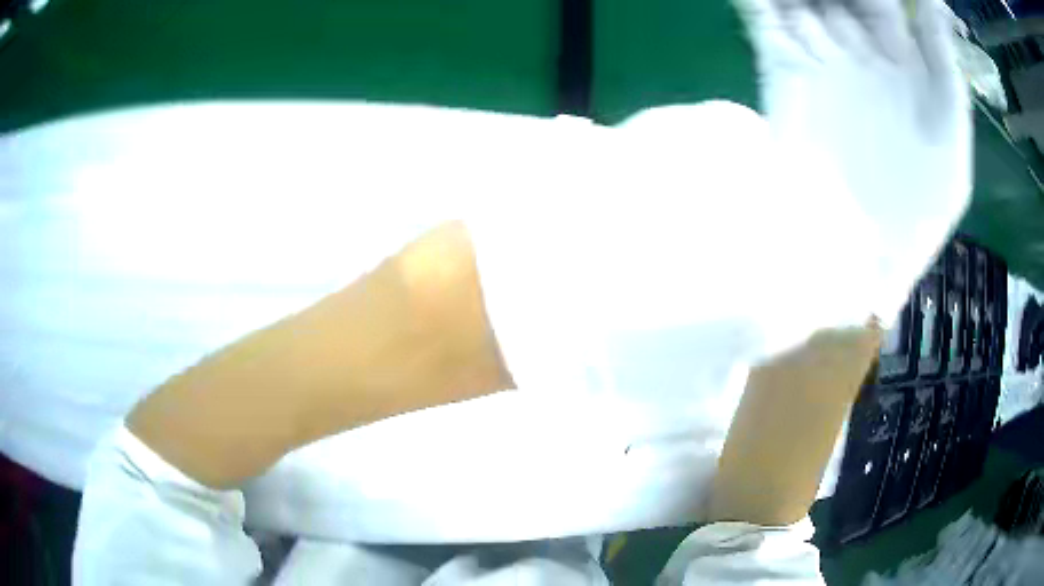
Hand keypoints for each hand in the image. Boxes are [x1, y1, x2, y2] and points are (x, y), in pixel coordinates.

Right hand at [735, 0, 970, 318]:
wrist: (858, 261)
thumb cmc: (917, 215)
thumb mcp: (953, 147)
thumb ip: (946, 70)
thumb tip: (932, 1)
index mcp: (904, 68)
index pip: (883, 2)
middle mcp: (860, 54)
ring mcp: (819, 60)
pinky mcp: (782, 72)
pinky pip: (765, 18)